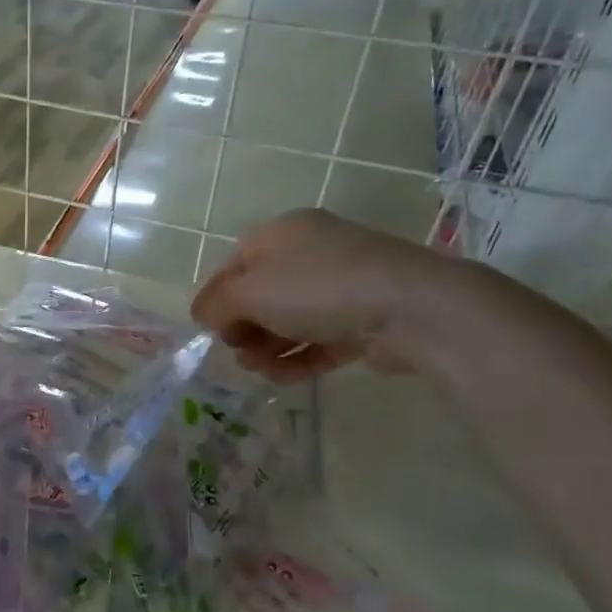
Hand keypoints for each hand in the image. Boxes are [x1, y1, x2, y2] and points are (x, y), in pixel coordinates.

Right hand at [191, 209, 460, 379]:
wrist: (410, 309)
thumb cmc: (317, 288)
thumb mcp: (250, 291)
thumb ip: (215, 304)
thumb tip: (201, 315)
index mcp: (282, 234)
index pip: (234, 266)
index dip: (216, 299)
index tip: (209, 331)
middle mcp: (311, 254)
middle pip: (261, 296)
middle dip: (243, 328)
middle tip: (239, 352)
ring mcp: (340, 288)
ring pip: (288, 321)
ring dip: (267, 348)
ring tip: (261, 370)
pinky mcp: (362, 321)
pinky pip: (318, 341)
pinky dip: (297, 359)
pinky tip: (283, 377)